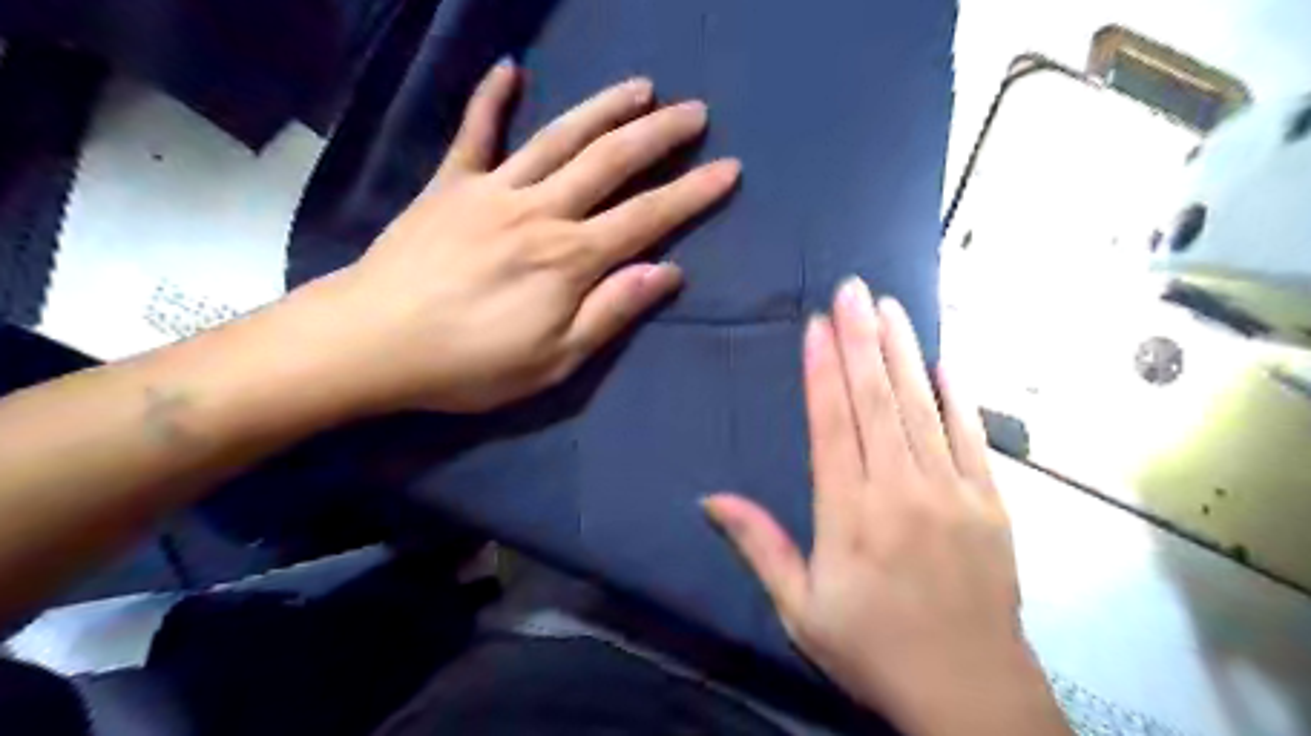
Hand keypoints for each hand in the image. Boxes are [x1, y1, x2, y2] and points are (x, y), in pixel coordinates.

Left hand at [305, 58, 736, 412]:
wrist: (373, 342)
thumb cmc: (470, 363)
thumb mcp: (554, 359)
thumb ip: (611, 311)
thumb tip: (668, 273)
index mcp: (569, 258)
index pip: (647, 218)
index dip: (691, 194)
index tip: (728, 169)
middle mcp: (540, 211)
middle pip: (610, 162)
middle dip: (659, 136)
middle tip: (694, 112)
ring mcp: (492, 190)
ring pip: (559, 138)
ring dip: (603, 109)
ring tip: (640, 87)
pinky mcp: (450, 186)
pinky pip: (474, 134)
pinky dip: (491, 99)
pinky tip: (509, 70)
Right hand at [708, 280, 1064, 733]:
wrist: (970, 692)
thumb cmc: (873, 647)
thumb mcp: (800, 609)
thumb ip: (759, 546)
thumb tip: (710, 499)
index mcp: (850, 513)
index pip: (832, 423)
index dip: (823, 369)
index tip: (818, 324)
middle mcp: (900, 489)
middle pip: (876, 400)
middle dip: (861, 338)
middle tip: (852, 288)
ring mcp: (952, 491)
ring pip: (920, 405)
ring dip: (902, 351)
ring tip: (889, 305)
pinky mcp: (990, 501)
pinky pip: (971, 435)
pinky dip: (957, 393)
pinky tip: (944, 357)